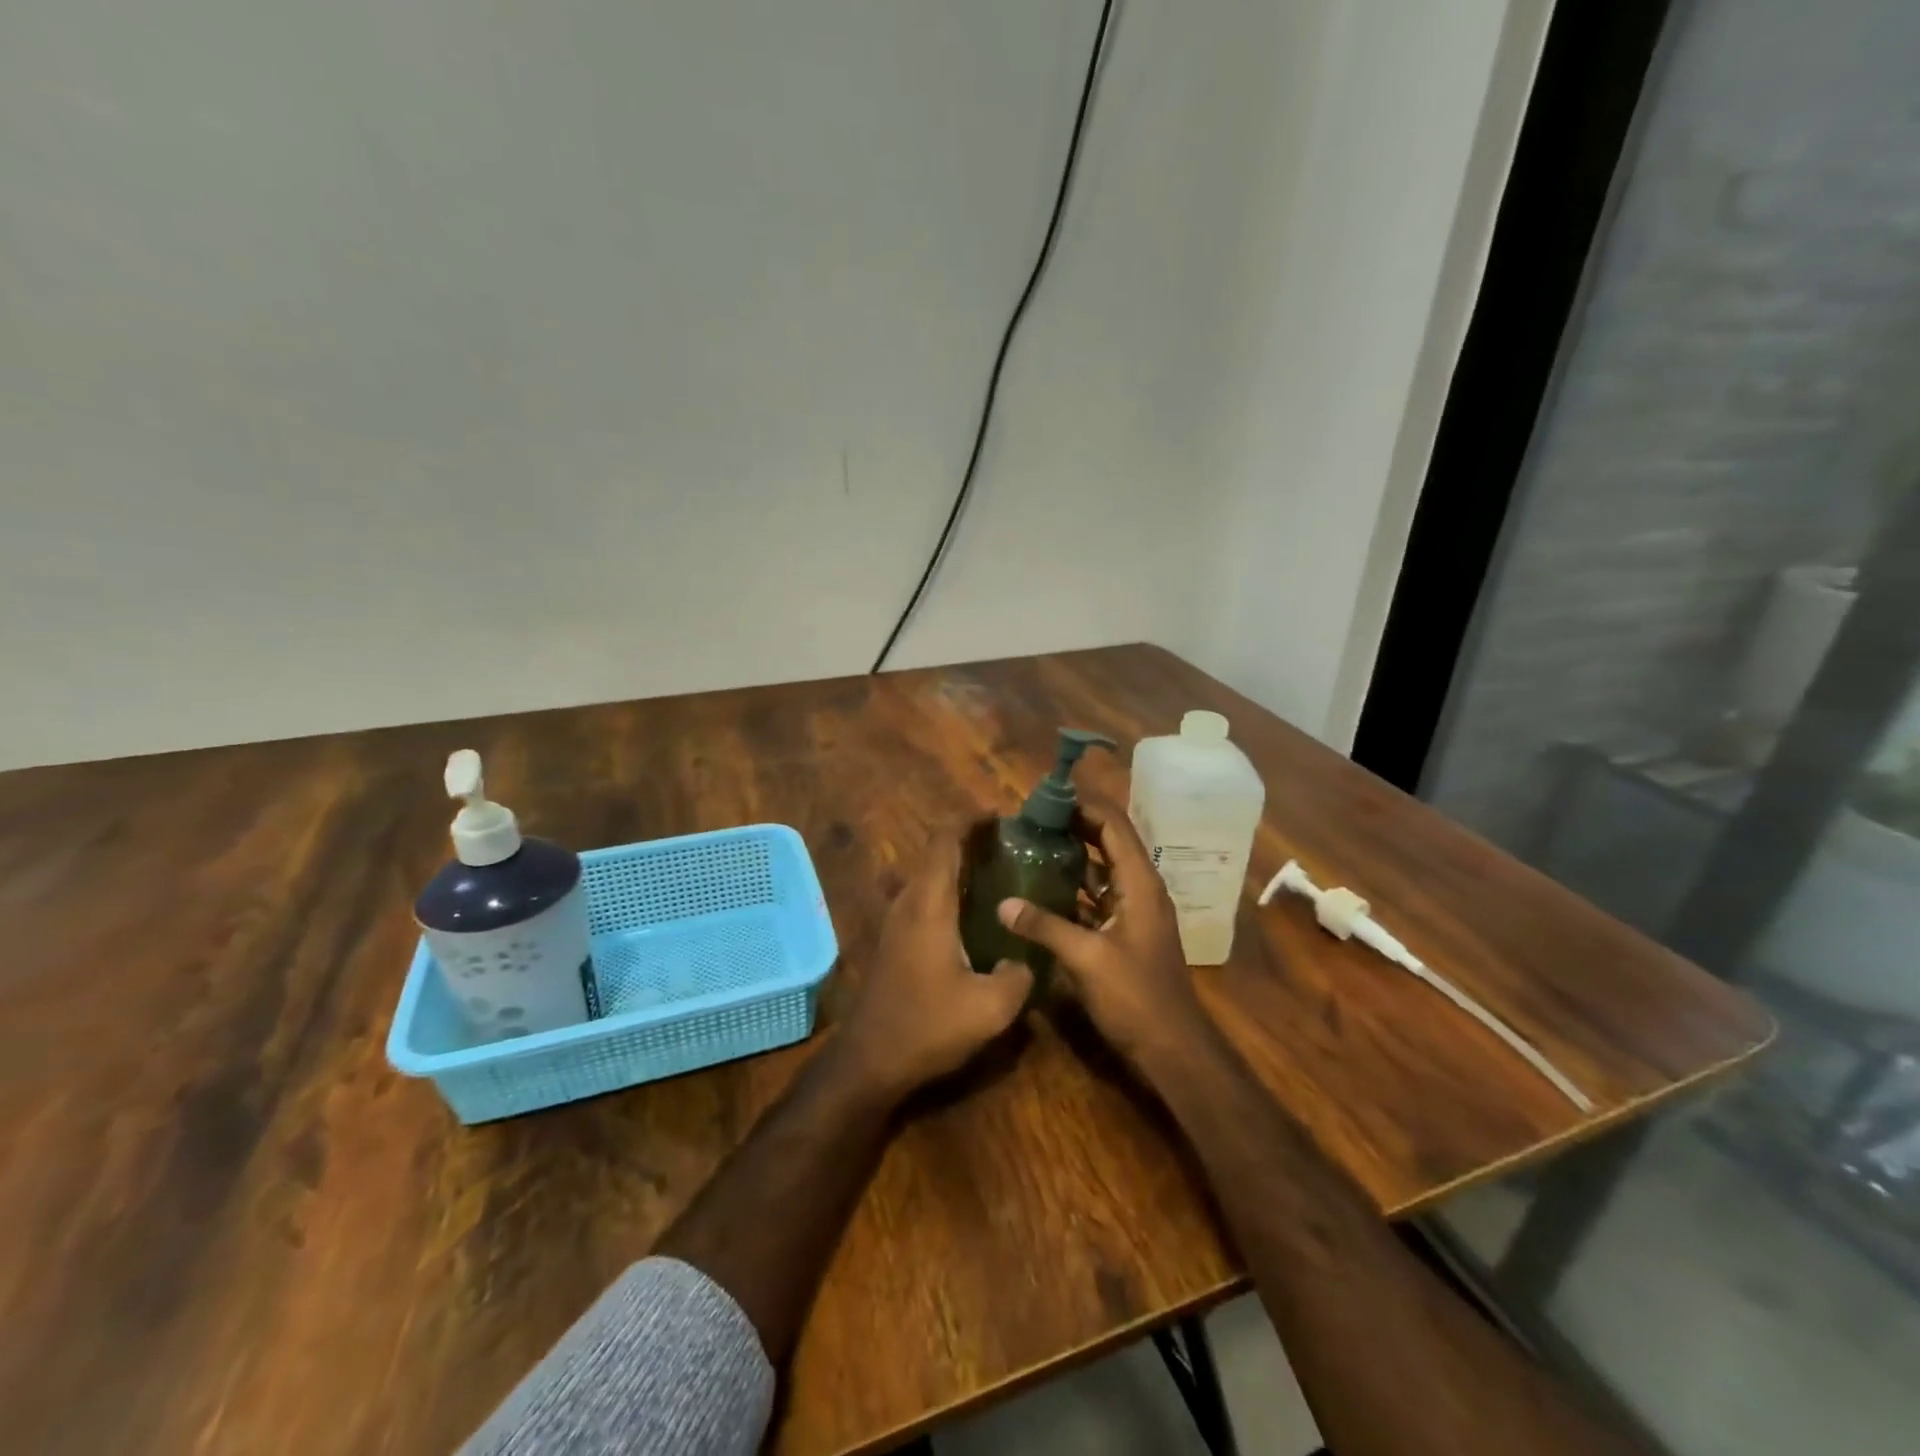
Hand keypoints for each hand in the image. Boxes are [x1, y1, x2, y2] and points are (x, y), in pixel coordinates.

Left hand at [838, 828, 1033, 1099]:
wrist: (870, 1059)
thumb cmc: (928, 1026)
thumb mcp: (990, 1008)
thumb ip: (1018, 977)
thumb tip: (1023, 961)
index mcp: (929, 903)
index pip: (945, 840)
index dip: (971, 820)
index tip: (1001, 816)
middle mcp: (908, 902)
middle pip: (936, 853)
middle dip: (970, 841)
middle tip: (1010, 847)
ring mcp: (895, 920)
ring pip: (927, 875)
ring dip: (957, 866)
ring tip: (997, 873)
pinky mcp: (893, 940)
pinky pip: (922, 897)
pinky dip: (947, 889)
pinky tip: (972, 913)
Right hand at [995, 799, 1212, 1069]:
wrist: (1172, 1048)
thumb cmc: (1135, 998)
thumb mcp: (1086, 959)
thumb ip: (1045, 926)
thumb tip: (1003, 903)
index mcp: (1140, 883)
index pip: (1113, 825)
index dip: (1082, 805)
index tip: (1045, 796)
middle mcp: (1140, 888)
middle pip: (1108, 841)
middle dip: (1074, 824)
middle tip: (1032, 818)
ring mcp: (1134, 911)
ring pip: (1102, 869)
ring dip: (1073, 854)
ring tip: (1032, 842)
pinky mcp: (1125, 932)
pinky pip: (1097, 896)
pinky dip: (1073, 886)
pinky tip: (1042, 887)